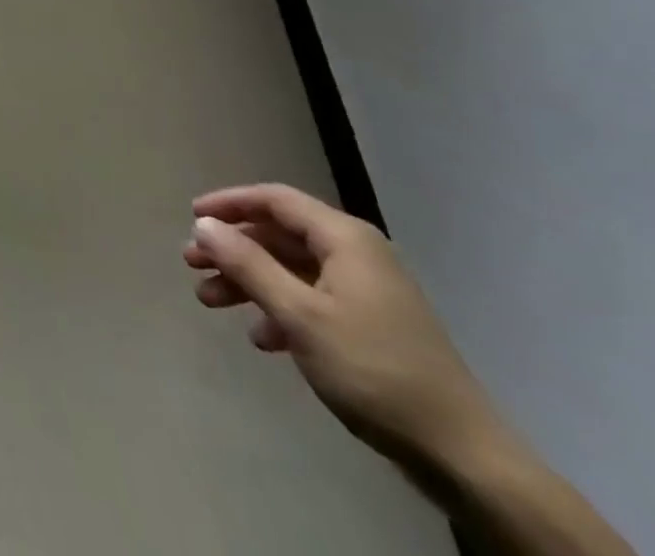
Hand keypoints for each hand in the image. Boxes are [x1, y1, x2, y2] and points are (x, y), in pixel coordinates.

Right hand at [184, 184, 500, 469]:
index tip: (191, 216)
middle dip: (233, 248)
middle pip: (280, 235)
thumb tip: (204, 224)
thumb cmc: (373, 370)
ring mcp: (367, 291)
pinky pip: (311, 300)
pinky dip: (280, 310)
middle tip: (192, 264)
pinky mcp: (372, 326)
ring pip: (292, 270)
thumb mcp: (300, 315)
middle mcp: (356, 253)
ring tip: (210, 301)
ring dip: (249, 281)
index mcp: (344, 239)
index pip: (275, 200)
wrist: (462, 455)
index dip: (229, 203)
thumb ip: (248, 265)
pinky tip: (262, 339)